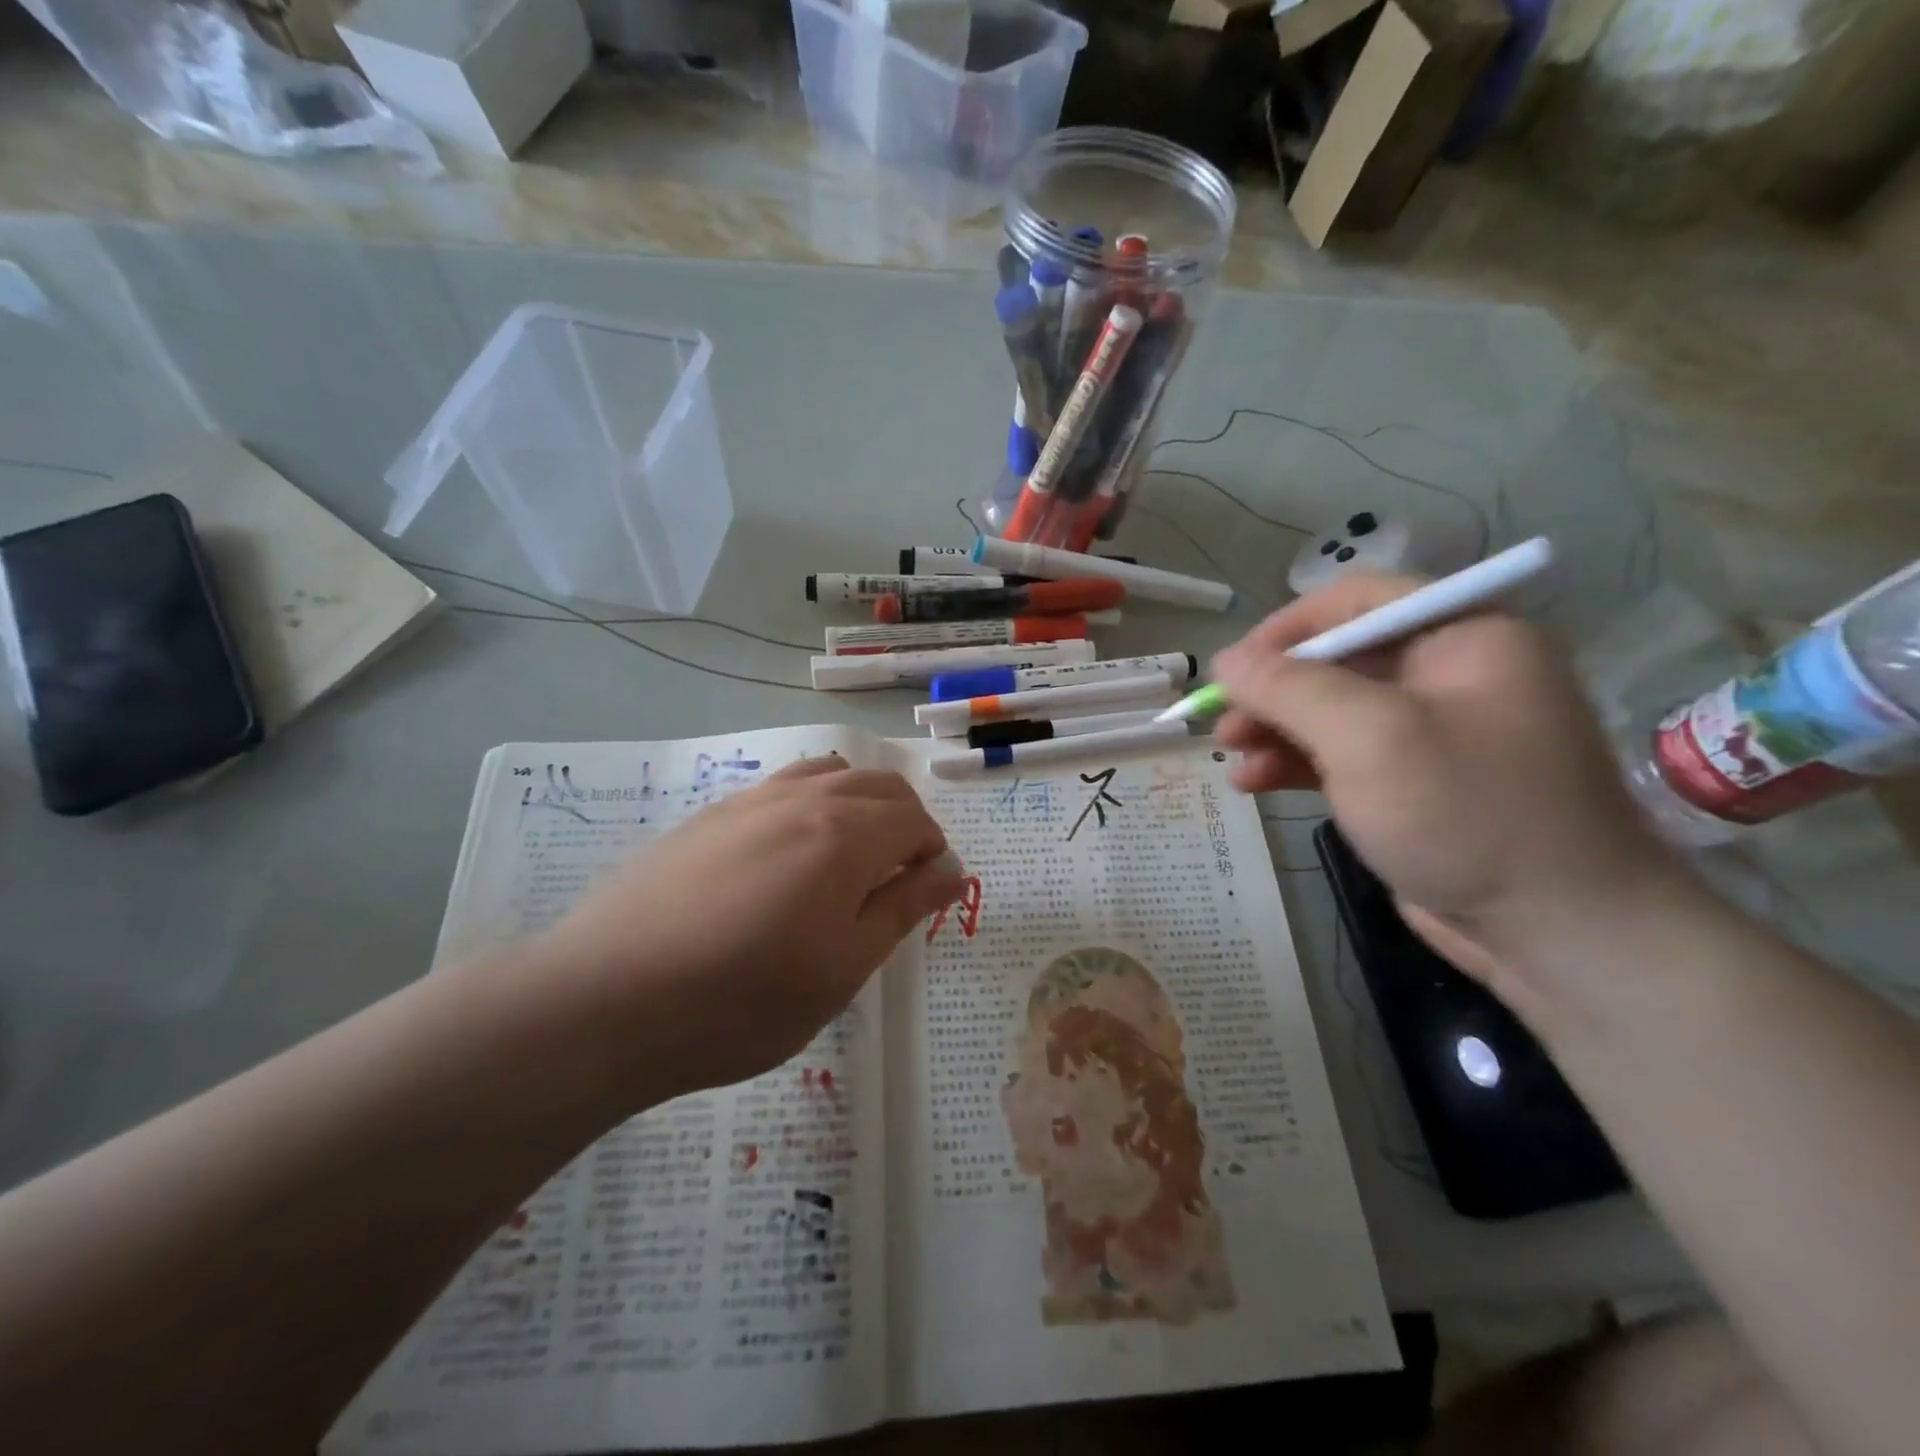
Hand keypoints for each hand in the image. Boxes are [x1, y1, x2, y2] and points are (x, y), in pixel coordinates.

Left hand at [531, 757, 962, 1104]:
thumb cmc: (742, 1000)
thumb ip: (904, 907)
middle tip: (895, 882)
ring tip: (848, 860)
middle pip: (878, 786)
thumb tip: (953, 869)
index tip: (924, 895)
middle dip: (905, 824)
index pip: (915, 821)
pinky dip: (812, 803)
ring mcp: (752, 800)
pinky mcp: (711, 813)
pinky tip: (788, 854)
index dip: (932, 854)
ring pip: (830, 774)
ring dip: (859, 805)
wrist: (606, 1000)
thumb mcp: (843, 967)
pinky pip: (782, 786)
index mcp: (845, 834)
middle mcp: (803, 799)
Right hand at [1212, 575, 1678, 998]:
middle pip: (1336, 659)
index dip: (1285, 629)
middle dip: (1273, 690)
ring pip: (1331, 711)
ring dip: (1275, 730)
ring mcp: (1432, 733)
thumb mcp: (1368, 737)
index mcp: (1463, 636)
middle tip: (1223, 723)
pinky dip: (1295, 764)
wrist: (1558, 933)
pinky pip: (1342, 755)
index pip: (1356, 601)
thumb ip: (1289, 688)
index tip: (1234, 667)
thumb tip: (1225, 659)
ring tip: (1229, 756)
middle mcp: (1450, 673)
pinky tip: (1254, 783)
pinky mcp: (1414, 784)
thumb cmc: (1467, 812)